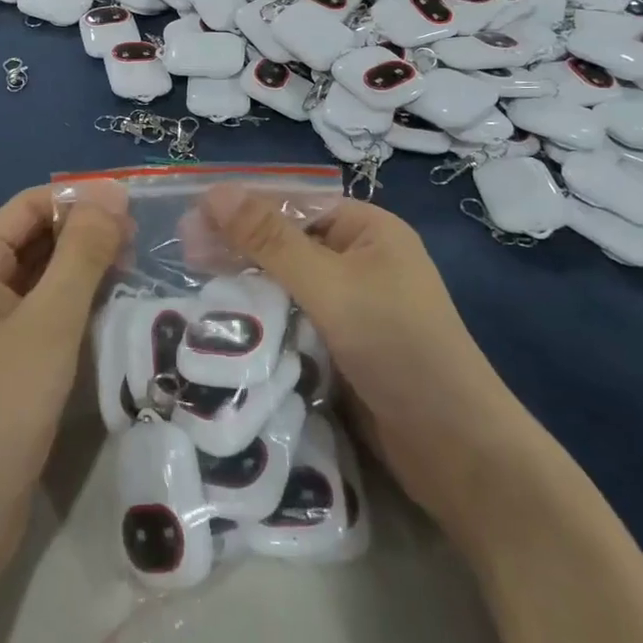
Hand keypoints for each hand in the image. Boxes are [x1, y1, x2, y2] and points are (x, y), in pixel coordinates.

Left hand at [0, 184, 129, 590]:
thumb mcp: (47, 323)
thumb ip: (81, 254)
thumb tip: (112, 192)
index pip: (30, 206)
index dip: (80, 198)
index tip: (136, 204)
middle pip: (35, 239)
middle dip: (86, 233)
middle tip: (145, 241)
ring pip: (43, 278)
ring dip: (85, 269)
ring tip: (139, 269)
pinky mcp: (5, 364)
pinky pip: (44, 314)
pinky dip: (77, 304)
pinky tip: (115, 310)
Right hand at [201, 189, 507, 528]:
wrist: (458, 451)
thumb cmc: (399, 348)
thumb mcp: (331, 286)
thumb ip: (271, 241)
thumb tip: (216, 191)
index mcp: (367, 230)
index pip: (292, 205)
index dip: (241, 209)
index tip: (189, 221)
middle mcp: (360, 260)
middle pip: (287, 242)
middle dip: (239, 247)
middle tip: (184, 255)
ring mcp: (353, 306)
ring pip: (287, 284)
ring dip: (247, 285)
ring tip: (195, 287)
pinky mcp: (344, 347)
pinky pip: (295, 319)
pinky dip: (264, 318)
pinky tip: (227, 322)